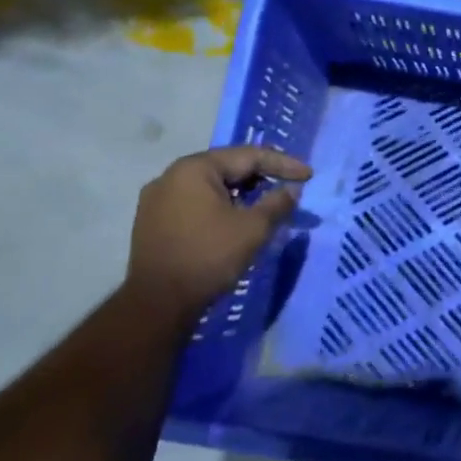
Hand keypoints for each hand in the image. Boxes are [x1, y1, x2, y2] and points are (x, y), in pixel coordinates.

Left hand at [127, 146, 310, 316]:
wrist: (157, 304)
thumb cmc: (209, 257)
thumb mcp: (254, 228)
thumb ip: (277, 203)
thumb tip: (292, 190)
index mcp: (195, 168)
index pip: (248, 156)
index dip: (283, 164)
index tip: (308, 175)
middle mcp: (171, 175)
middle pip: (227, 167)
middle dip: (261, 176)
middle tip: (289, 186)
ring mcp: (157, 199)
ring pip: (211, 186)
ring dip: (241, 192)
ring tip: (266, 203)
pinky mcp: (152, 221)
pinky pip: (195, 202)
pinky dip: (220, 205)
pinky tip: (236, 219)